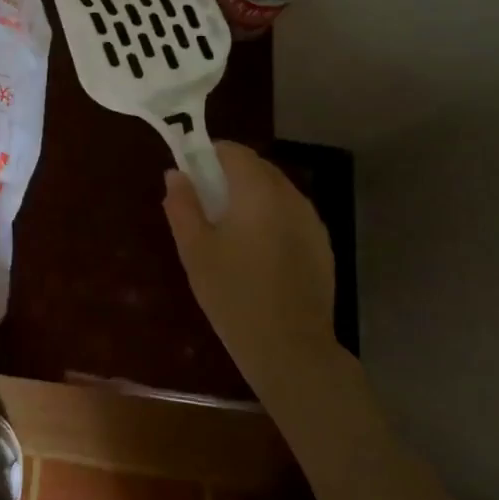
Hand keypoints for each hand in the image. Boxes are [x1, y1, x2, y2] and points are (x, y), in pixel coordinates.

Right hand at [163, 141, 336, 357]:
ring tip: (228, 229)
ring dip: (251, 196)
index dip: (209, 155)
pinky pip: (291, 215)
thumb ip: (183, 205)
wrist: (290, 347)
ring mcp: (312, 222)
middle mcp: (290, 197)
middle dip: (230, 175)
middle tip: (204, 202)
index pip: (234, 152)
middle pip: (258, 168)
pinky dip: (271, 218)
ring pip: (276, 191)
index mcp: (258, 191)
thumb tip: (176, 174)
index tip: (190, 174)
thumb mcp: (194, 249)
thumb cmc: (233, 293)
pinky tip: (256, 251)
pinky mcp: (322, 245)